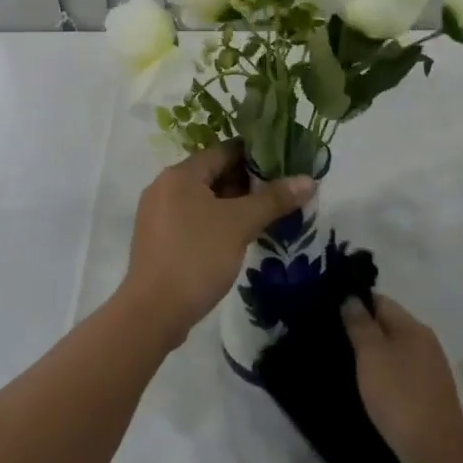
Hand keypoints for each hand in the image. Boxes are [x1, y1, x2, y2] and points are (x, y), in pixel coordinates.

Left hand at [120, 144, 315, 345]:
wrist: (153, 311)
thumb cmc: (197, 256)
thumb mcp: (240, 225)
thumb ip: (273, 199)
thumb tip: (309, 180)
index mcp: (180, 174)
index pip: (223, 151)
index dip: (254, 156)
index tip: (283, 164)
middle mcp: (164, 186)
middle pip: (212, 174)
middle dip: (246, 183)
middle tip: (280, 193)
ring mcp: (157, 214)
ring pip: (202, 199)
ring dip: (232, 204)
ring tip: (265, 215)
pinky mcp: (157, 239)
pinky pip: (192, 219)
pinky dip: (215, 221)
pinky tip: (237, 237)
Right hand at [342, 294, 462, 462]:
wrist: (436, 454)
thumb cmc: (399, 396)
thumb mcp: (372, 354)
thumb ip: (359, 324)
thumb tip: (351, 298)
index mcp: (414, 328)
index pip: (380, 301)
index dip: (355, 302)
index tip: (329, 310)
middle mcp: (425, 346)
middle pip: (387, 327)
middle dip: (361, 330)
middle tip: (330, 337)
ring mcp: (428, 375)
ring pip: (392, 354)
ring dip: (371, 357)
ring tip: (341, 363)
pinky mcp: (427, 401)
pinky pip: (398, 378)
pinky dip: (381, 379)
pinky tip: (364, 389)